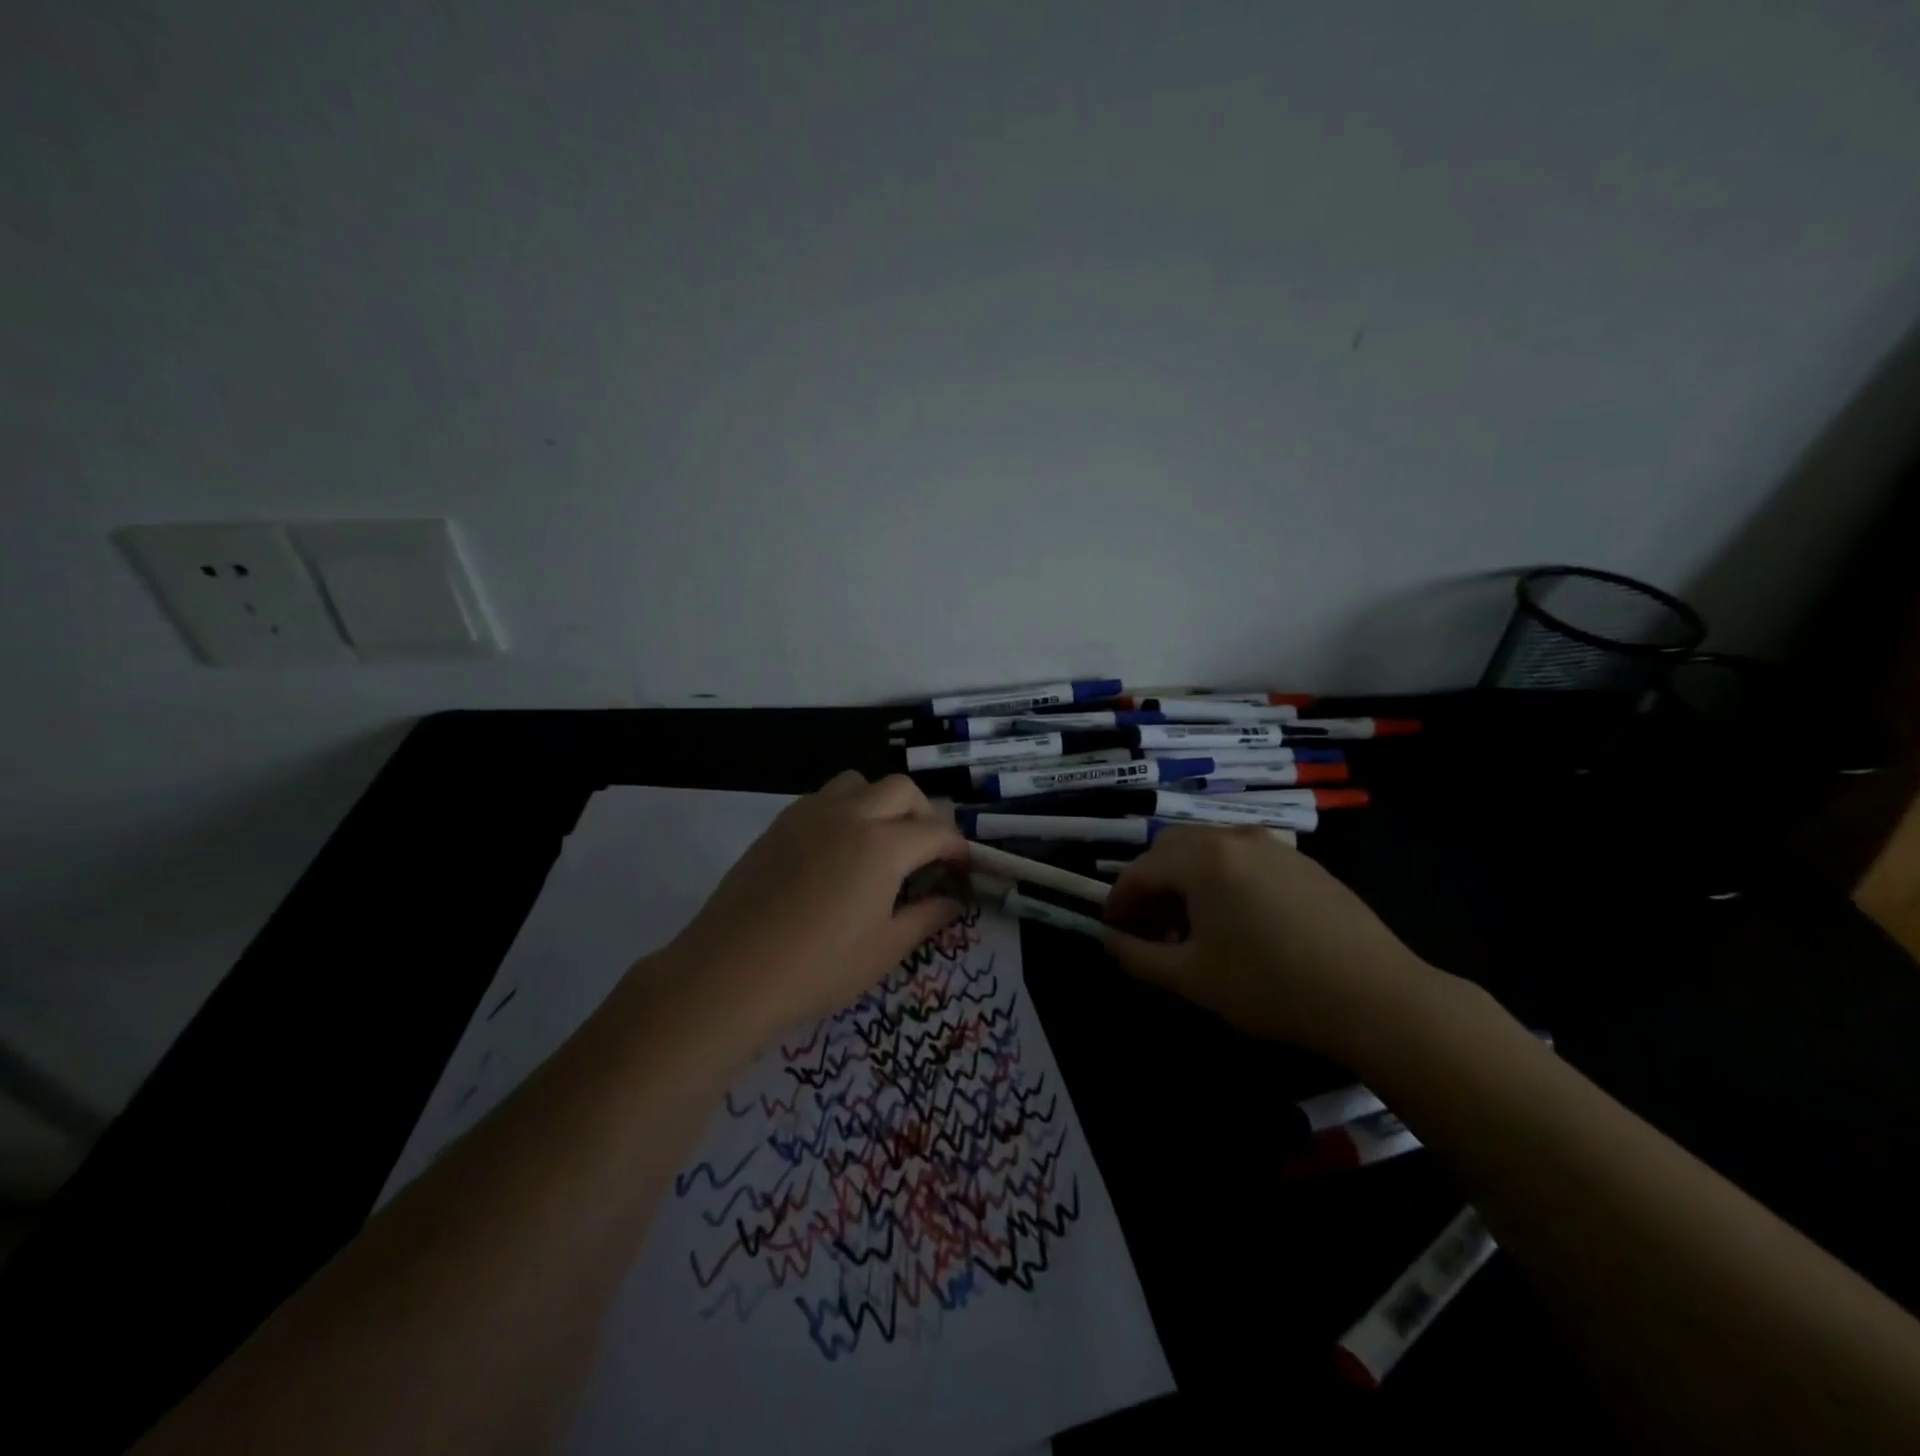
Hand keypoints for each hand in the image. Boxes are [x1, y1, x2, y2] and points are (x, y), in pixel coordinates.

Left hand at [655, 771, 967, 1046]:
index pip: (936, 832)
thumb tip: (953, 901)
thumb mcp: (885, 949)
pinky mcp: (779, 825)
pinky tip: (839, 850)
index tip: (963, 869)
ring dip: (882, 802)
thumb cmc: (818, 968)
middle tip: (927, 853)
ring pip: (859, 783)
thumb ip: (926, 917)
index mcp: (883, 845)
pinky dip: (846, 809)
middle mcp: (850, 815)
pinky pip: (824, 798)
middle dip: (925, 814)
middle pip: (901, 790)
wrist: (730, 973)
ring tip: (882, 841)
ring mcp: (809, 814)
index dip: (957, 848)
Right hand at [1102, 826, 1439, 1059]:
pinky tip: (1237, 923)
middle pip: (1171, 850)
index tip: (1112, 933)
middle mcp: (1233, 838)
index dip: (1118, 902)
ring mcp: (1273, 846)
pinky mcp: (1303, 863)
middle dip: (1150, 887)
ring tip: (1191, 929)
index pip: (1140, 871)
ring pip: (1208, 852)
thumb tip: (1109, 941)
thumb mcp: (1193, 978)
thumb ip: (1139, 956)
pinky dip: (1221, 881)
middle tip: (1149, 930)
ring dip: (1185, 882)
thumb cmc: (1272, 986)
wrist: (1376, 997)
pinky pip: (1243, 859)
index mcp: (1202, 859)